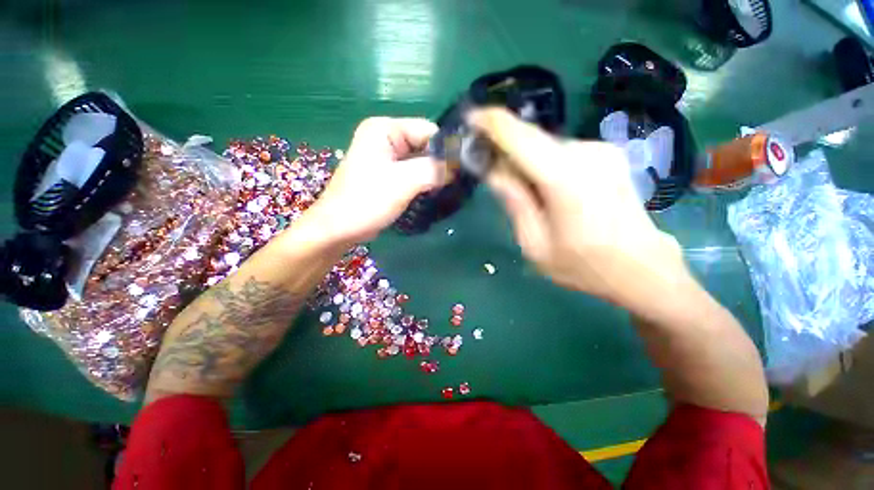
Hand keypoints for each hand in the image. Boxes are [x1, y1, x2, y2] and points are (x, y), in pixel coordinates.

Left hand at [304, 117, 444, 243]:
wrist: (339, 228)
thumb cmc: (367, 201)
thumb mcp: (403, 182)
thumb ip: (433, 169)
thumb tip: (458, 166)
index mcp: (384, 129)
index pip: (427, 129)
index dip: (445, 148)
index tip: (460, 170)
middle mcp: (385, 138)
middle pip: (424, 145)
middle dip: (439, 164)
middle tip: (455, 183)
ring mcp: (385, 157)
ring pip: (420, 161)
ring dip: (432, 175)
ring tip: (446, 190)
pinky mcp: (387, 174)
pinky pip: (412, 172)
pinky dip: (423, 182)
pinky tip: (432, 193)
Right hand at [469, 108, 686, 308]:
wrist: (641, 269)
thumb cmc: (582, 265)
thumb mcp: (535, 243)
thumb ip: (514, 202)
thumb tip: (494, 171)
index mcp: (565, 178)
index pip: (520, 137)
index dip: (492, 123)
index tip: (470, 117)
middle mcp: (586, 153)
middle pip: (532, 140)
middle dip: (505, 147)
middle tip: (486, 164)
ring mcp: (601, 151)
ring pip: (546, 147)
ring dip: (524, 159)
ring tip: (516, 185)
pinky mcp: (608, 156)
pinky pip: (562, 153)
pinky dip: (543, 163)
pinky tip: (542, 187)